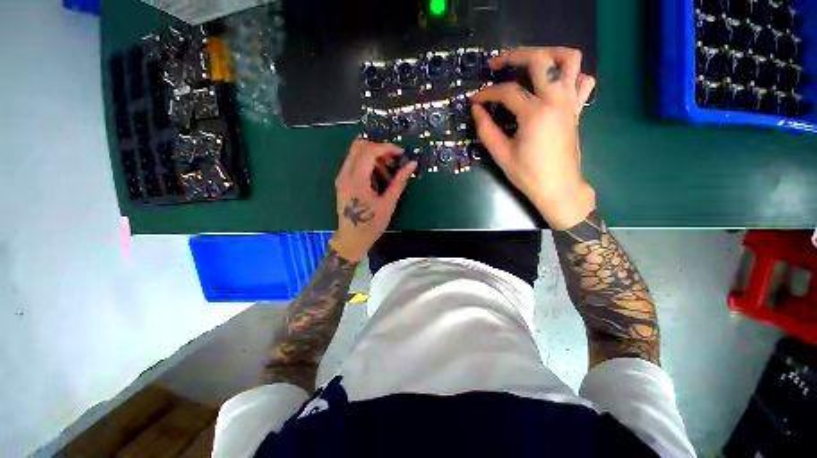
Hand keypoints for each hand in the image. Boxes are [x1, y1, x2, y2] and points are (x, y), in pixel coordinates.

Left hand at [330, 139, 416, 261]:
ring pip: (356, 154)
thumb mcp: (388, 204)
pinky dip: (368, 165)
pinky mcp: (342, 182)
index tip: (401, 154)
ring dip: (374, 157)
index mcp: (356, 181)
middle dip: (379, 149)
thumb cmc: (371, 225)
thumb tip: (412, 165)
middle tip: (394, 161)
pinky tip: (378, 178)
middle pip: (359, 146)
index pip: (369, 151)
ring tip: (388, 173)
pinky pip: (354, 164)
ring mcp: (341, 178)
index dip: (387, 148)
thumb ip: (399, 182)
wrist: (351, 239)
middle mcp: (345, 175)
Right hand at [471, 47, 596, 229]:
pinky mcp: (577, 109)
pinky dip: (571, 74)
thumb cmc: (527, 174)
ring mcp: (571, 102)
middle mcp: (556, 100)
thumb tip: (476, 110)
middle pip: (541, 59)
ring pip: (571, 59)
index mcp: (535, 113)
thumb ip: (486, 129)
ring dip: (550, 53)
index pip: (507, 92)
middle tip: (498, 64)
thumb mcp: (501, 154)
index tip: (474, 100)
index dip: (487, 93)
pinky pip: (583, 80)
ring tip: (531, 63)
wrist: (557, 187)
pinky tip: (554, 84)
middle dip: (516, 55)